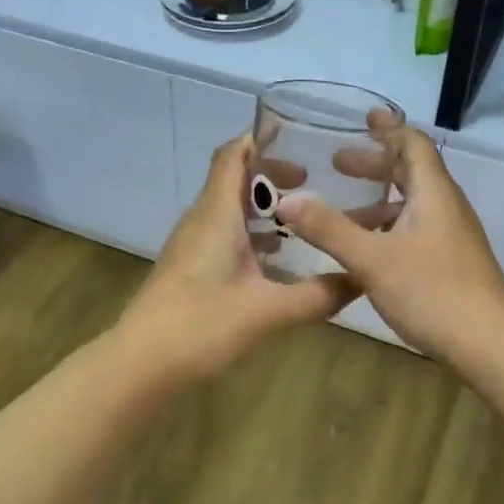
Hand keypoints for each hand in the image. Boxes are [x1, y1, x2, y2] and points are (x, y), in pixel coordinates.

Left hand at [115, 136, 356, 380]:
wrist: (141, 363)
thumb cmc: (201, 325)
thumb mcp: (268, 311)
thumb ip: (318, 296)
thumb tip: (362, 279)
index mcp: (217, 213)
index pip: (234, 153)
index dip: (263, 140)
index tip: (302, 141)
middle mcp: (202, 219)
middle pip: (234, 177)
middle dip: (273, 175)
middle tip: (315, 185)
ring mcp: (191, 243)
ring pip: (229, 208)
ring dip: (263, 207)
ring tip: (304, 220)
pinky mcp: (189, 266)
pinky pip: (223, 233)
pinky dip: (251, 233)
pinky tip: (277, 260)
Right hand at [275, 126, 503, 360]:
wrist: (488, 342)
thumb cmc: (432, 290)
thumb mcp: (372, 259)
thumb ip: (329, 229)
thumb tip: (286, 200)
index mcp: (433, 193)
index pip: (413, 145)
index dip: (388, 128)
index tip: (364, 118)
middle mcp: (445, 207)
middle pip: (411, 172)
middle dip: (375, 165)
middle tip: (338, 163)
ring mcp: (451, 236)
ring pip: (412, 205)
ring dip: (378, 201)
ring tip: (342, 213)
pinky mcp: (450, 262)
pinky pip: (414, 229)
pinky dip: (387, 228)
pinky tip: (365, 252)